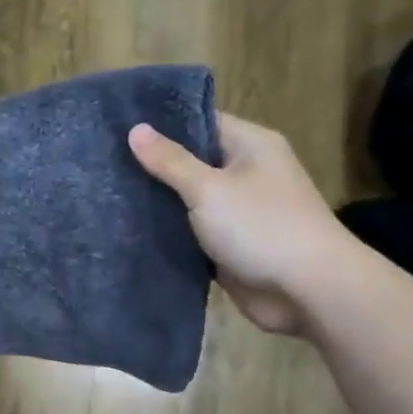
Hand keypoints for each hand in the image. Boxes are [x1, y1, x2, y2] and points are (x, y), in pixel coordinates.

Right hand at [128, 112, 353, 334]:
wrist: (308, 291)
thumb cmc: (261, 227)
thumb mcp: (209, 189)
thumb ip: (170, 161)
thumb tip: (135, 129)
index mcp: (250, 145)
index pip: (200, 122)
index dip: (161, 124)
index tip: (117, 128)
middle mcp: (246, 173)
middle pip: (192, 162)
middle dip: (153, 166)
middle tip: (104, 162)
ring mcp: (239, 211)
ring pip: (189, 200)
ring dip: (158, 202)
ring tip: (107, 193)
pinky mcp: (230, 245)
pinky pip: (193, 232)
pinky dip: (169, 232)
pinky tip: (130, 229)